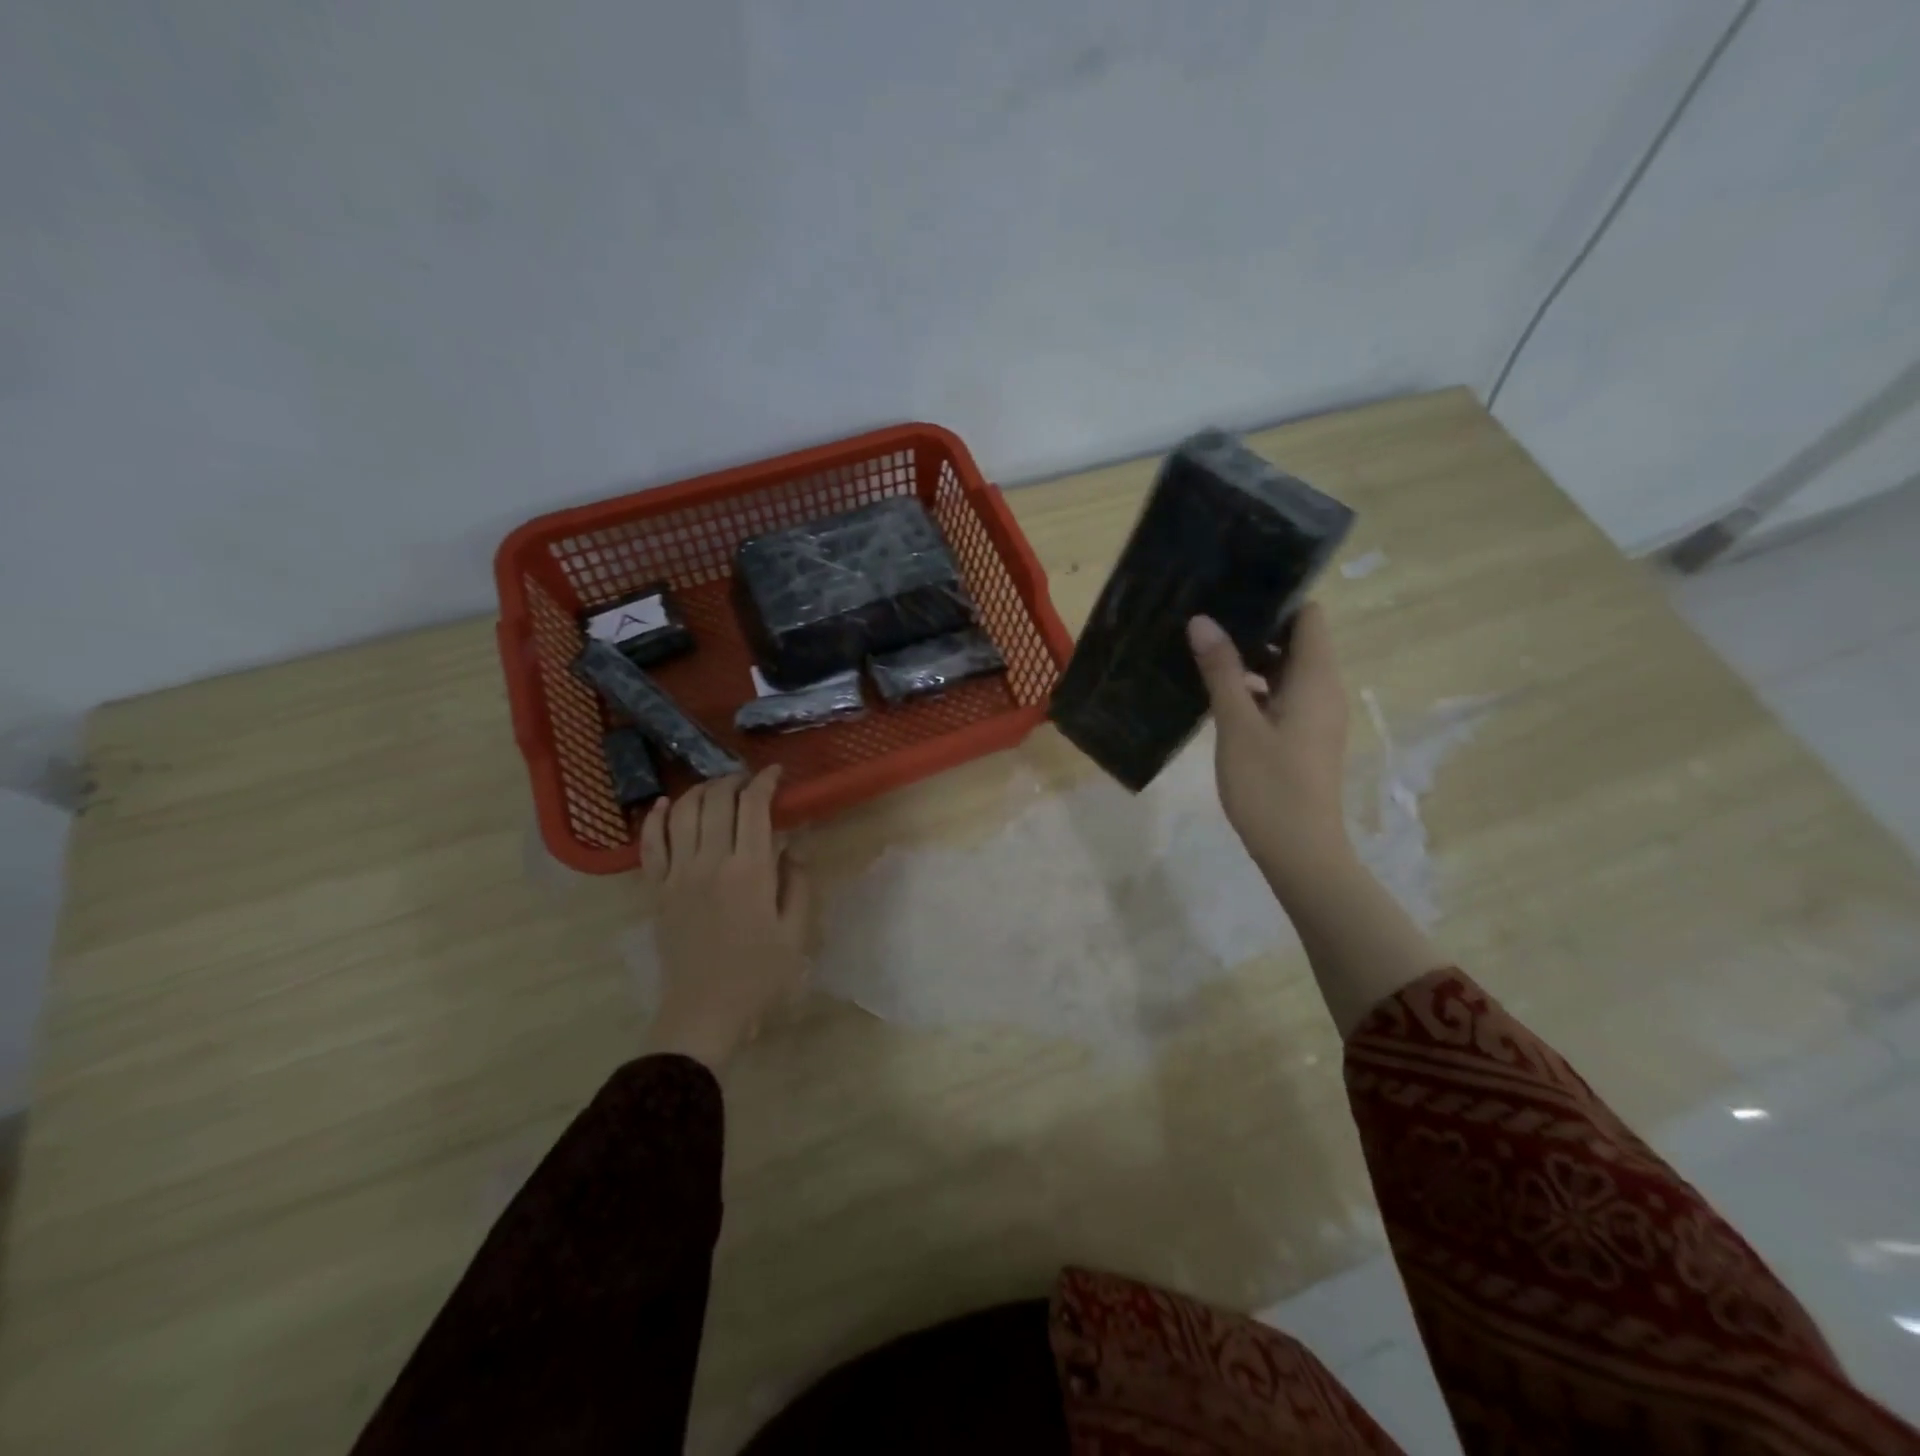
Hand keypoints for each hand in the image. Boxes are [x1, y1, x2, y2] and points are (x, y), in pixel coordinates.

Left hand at [639, 766, 811, 1071]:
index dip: (765, 782)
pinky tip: (668, 804)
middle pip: (717, 801)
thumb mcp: (796, 932)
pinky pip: (650, 843)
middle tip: (749, 781)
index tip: (776, 773)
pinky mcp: (656, 889)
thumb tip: (791, 847)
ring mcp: (677, 874)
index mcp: (750, 871)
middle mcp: (710, 862)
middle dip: (734, 781)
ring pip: (683, 813)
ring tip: (717, 789)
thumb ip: (798, 883)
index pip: (754, 807)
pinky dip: (658, 817)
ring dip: (701, 791)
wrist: (704, 1012)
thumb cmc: (758, 975)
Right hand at [1188, 604, 1353, 900]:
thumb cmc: (1269, 785)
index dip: (1278, 598)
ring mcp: (1316, 715)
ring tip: (1205, 648)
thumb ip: (1222, 670)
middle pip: (1298, 640)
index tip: (1234, 590)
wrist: (1300, 851)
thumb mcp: (1237, 724)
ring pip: (1287, 670)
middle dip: (1256, 627)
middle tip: (1208, 617)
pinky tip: (1219, 691)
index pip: (1309, 616)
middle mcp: (1324, 689)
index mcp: (1316, 678)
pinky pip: (1283, 695)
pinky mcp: (1305, 737)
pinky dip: (1256, 687)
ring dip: (1252, 659)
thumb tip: (1203, 621)